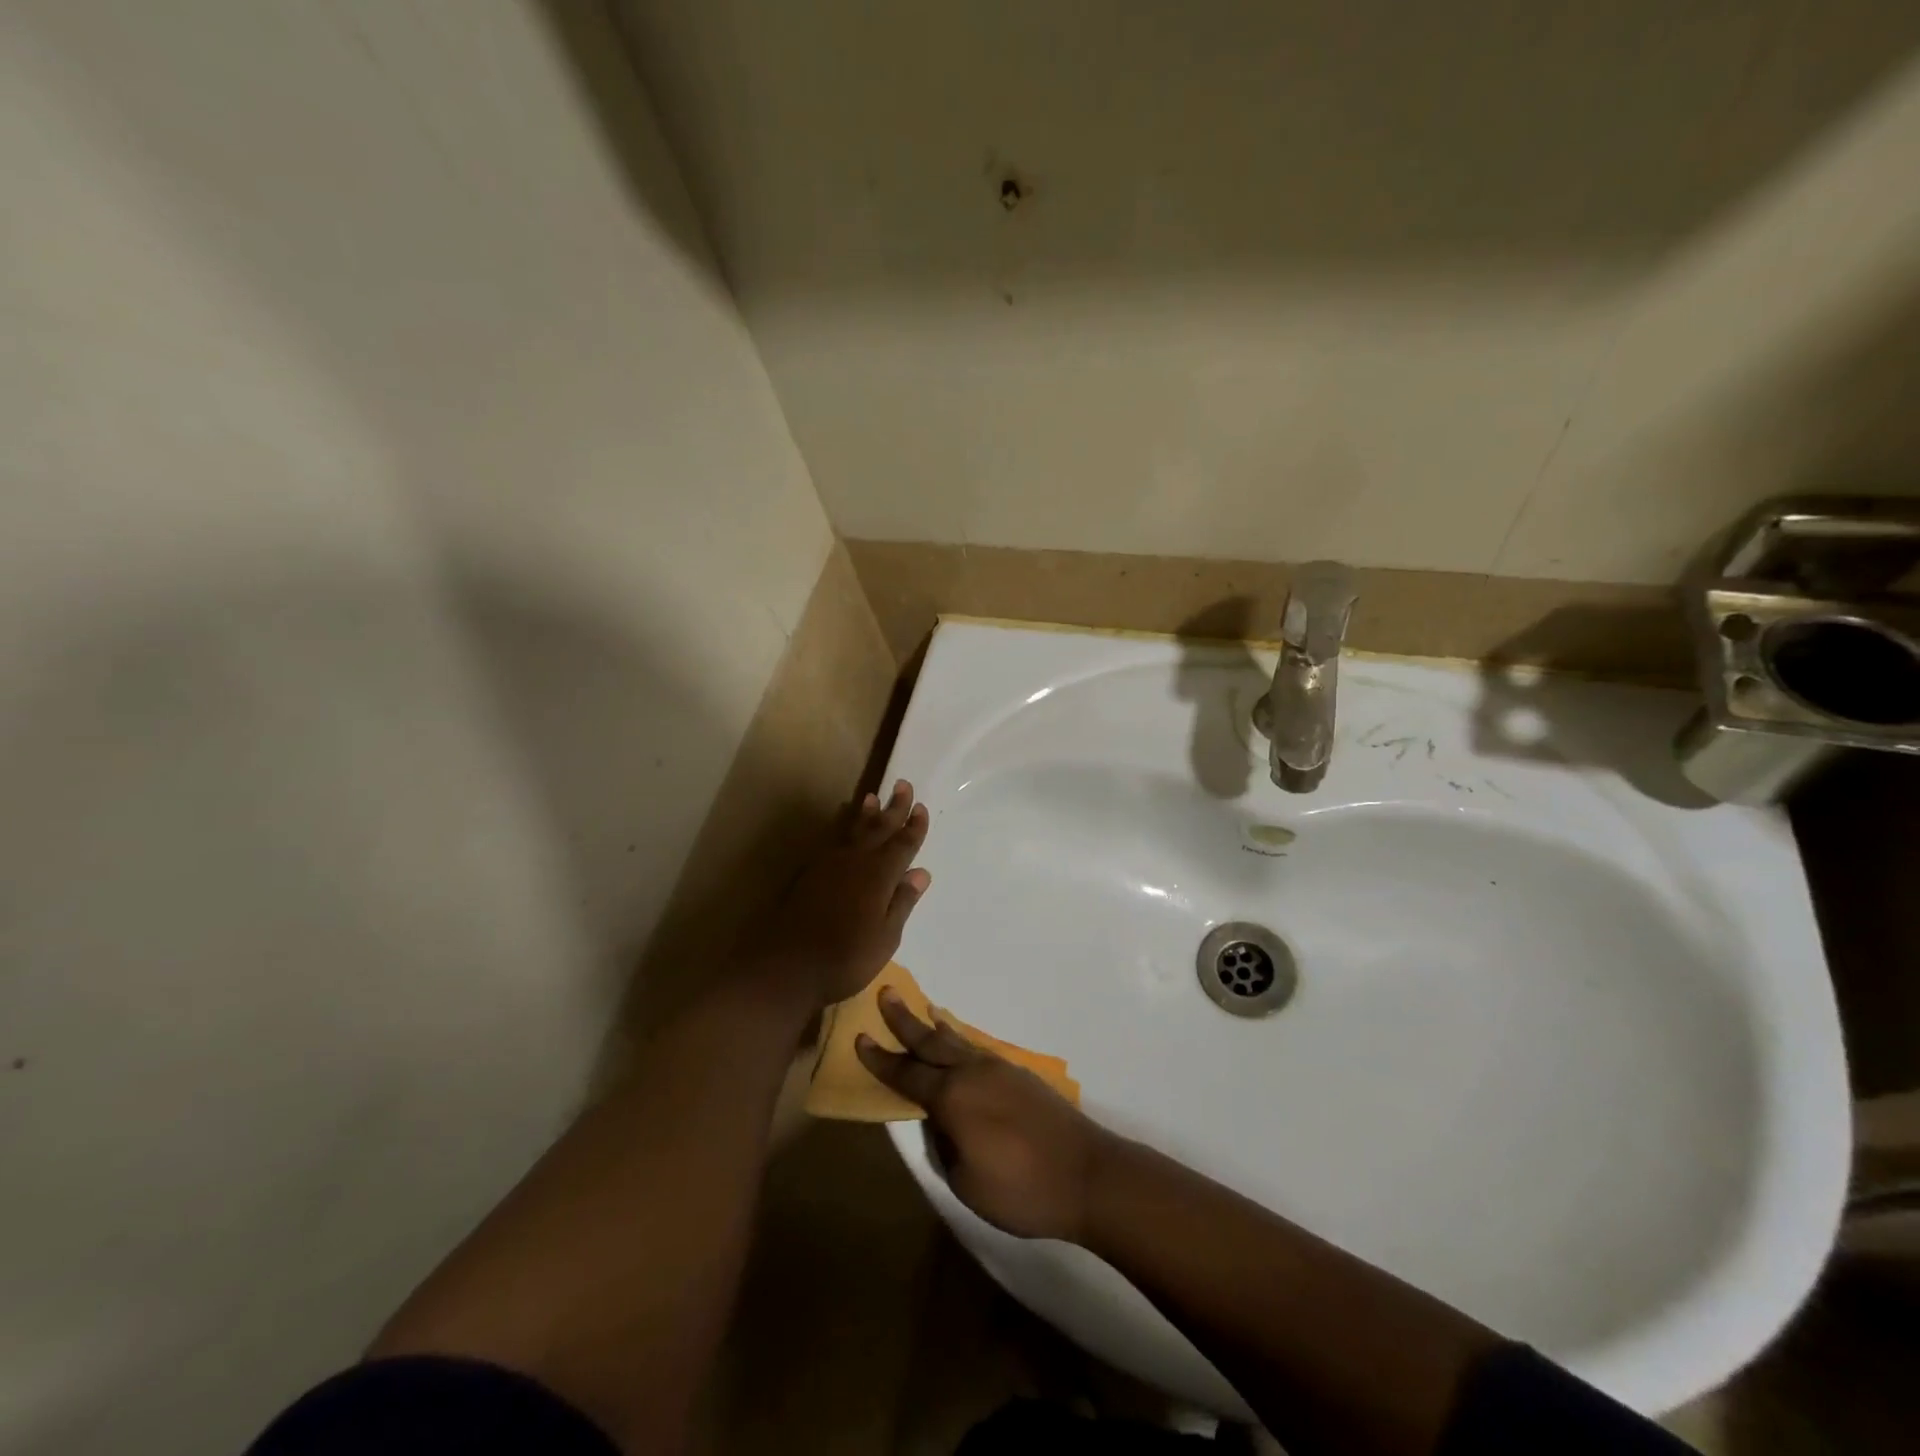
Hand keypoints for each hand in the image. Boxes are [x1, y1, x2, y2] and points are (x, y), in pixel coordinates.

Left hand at [753, 781, 930, 1009]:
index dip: (913, 827)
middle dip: (893, 808)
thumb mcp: (885, 937)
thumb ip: (902, 902)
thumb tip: (920, 873)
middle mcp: (855, 862)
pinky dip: (841, 827)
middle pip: (878, 828)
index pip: (902, 845)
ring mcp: (829, 865)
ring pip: (852, 830)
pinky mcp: (810, 873)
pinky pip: (832, 839)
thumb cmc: (845, 958)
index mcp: (879, 876)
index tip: (921, 808)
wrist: (786, 967)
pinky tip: (842, 826)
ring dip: (865, 813)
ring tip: (871, 797)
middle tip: (902, 784)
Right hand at [856, 990, 1109, 1241]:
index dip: (882, 1060)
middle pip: (931, 1042)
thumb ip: (944, 1145)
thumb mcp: (965, 1181)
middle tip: (886, 993)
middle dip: (905, 1021)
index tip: (860, 1038)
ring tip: (922, 1011)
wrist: (1088, 1174)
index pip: (907, 1074)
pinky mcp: (1021, 1076)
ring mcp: (1000, 1070)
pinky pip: (978, 1050)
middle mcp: (973, 1072)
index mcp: (953, 1098)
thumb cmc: (1021, 1189)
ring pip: (958, 1042)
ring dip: (935, 1027)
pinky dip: (961, 1041)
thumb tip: (940, 1121)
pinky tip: (960, 1044)